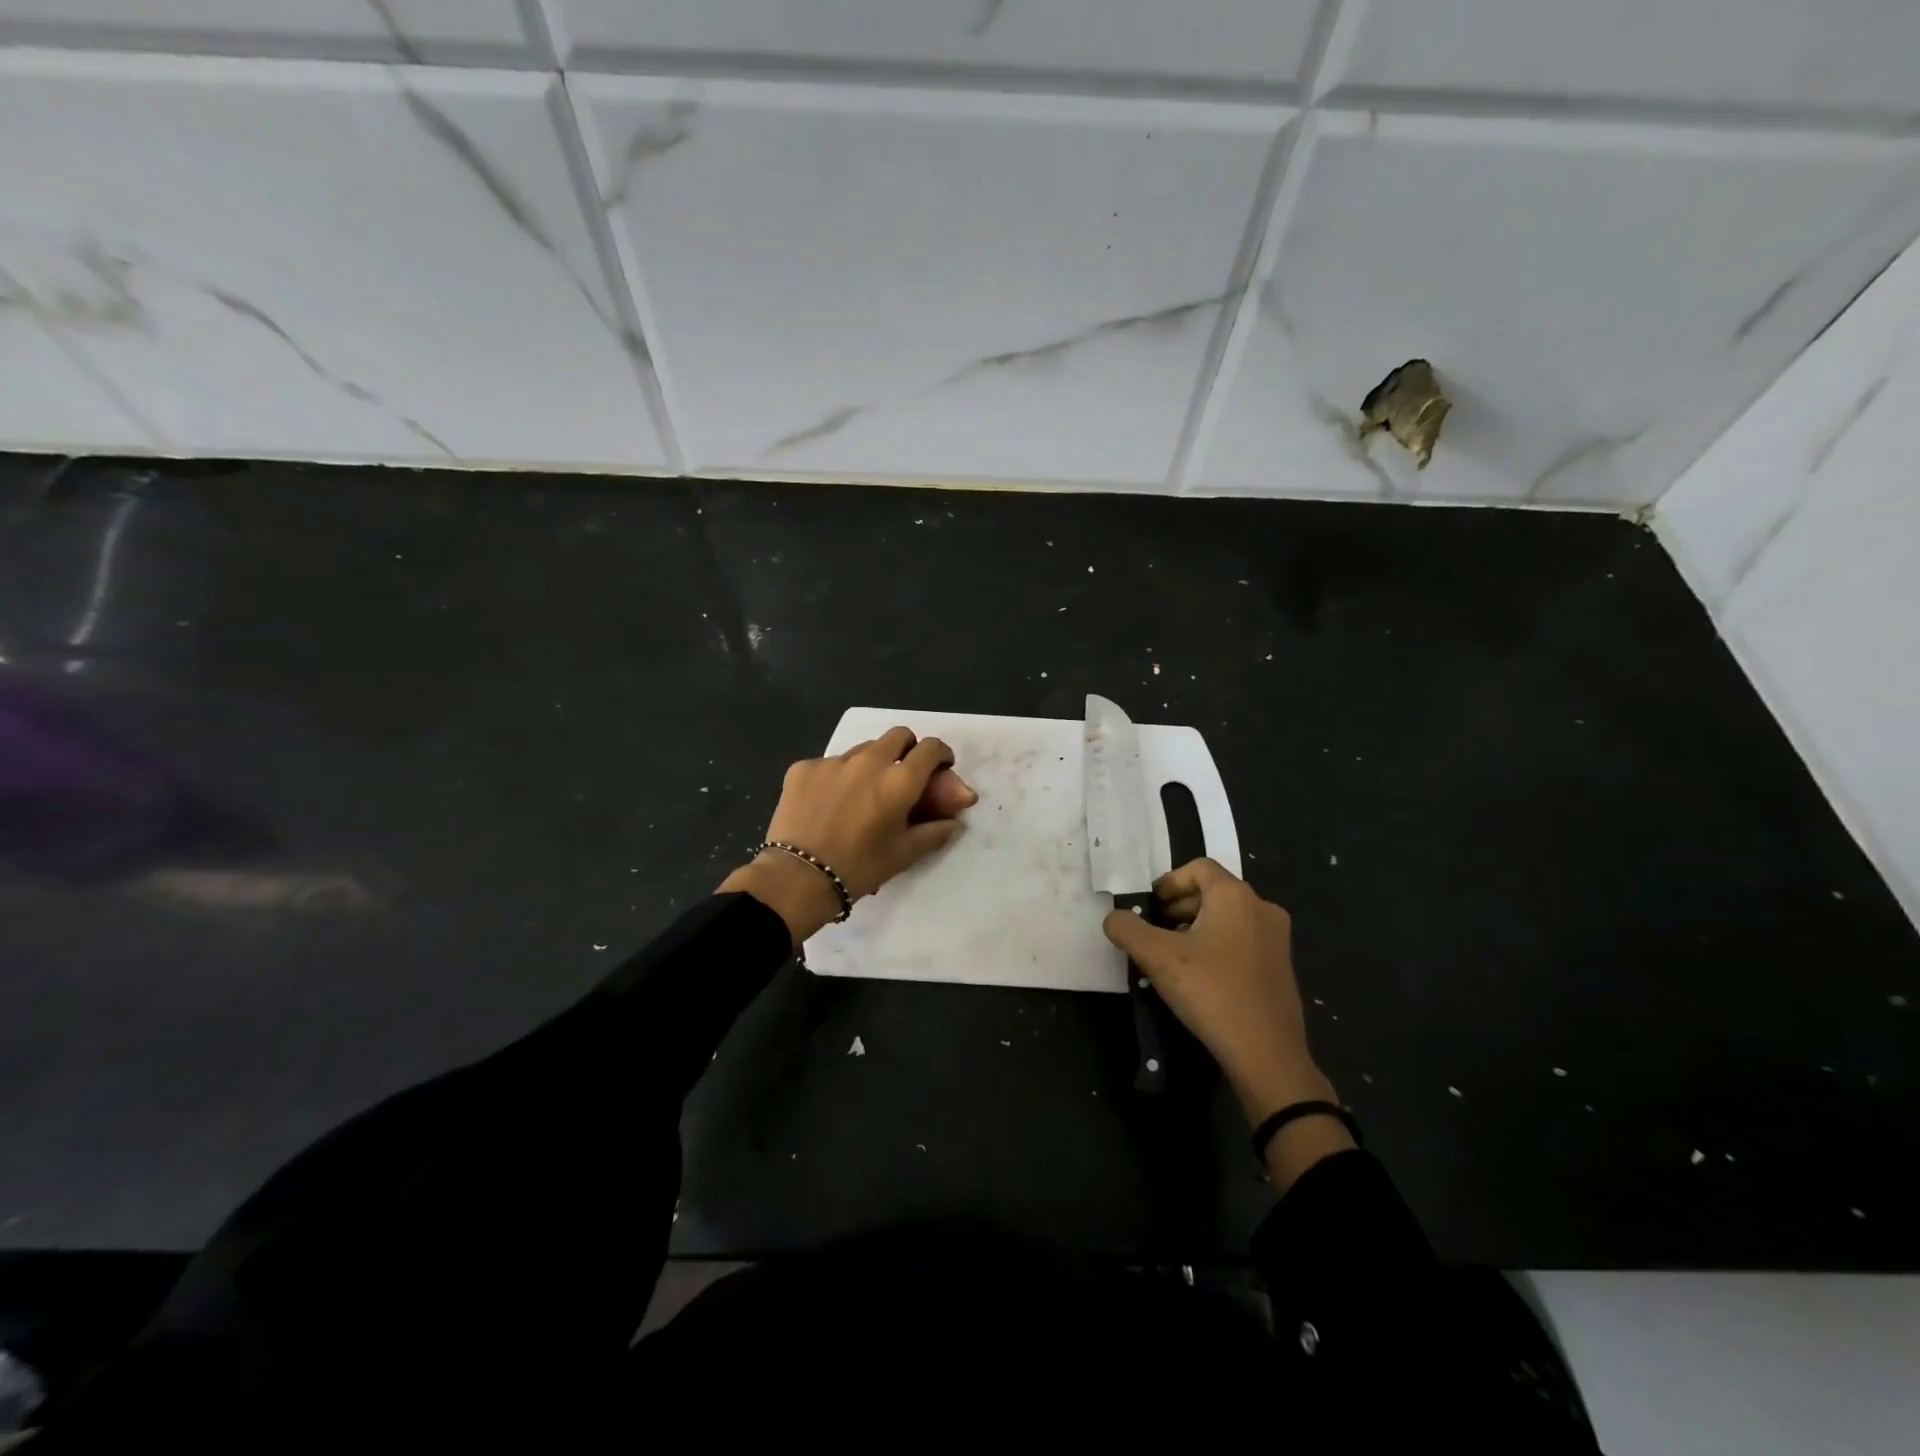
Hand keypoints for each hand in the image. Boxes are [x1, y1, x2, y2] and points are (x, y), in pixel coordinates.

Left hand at [720, 726, 976, 944]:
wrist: (798, 877)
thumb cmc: (859, 868)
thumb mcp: (904, 854)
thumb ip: (934, 833)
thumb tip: (954, 822)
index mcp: (900, 780)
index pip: (931, 748)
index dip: (940, 755)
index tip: (939, 768)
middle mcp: (870, 760)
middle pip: (899, 735)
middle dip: (908, 749)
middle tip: (902, 776)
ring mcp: (833, 761)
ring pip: (863, 749)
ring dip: (872, 763)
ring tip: (862, 794)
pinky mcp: (804, 767)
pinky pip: (830, 763)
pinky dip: (838, 777)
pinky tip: (829, 803)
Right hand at [1103, 858, 1350, 1187]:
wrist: (1266, 1054)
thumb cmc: (1211, 992)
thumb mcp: (1157, 957)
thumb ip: (1127, 929)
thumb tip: (1114, 918)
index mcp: (1235, 896)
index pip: (1198, 868)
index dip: (1168, 882)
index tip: (1149, 908)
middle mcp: (1261, 908)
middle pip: (1213, 891)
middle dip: (1179, 905)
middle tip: (1154, 931)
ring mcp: (1277, 938)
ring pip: (1228, 917)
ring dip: (1197, 926)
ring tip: (1173, 955)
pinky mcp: (1282, 967)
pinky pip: (1243, 940)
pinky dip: (1218, 945)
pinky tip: (1201, 976)